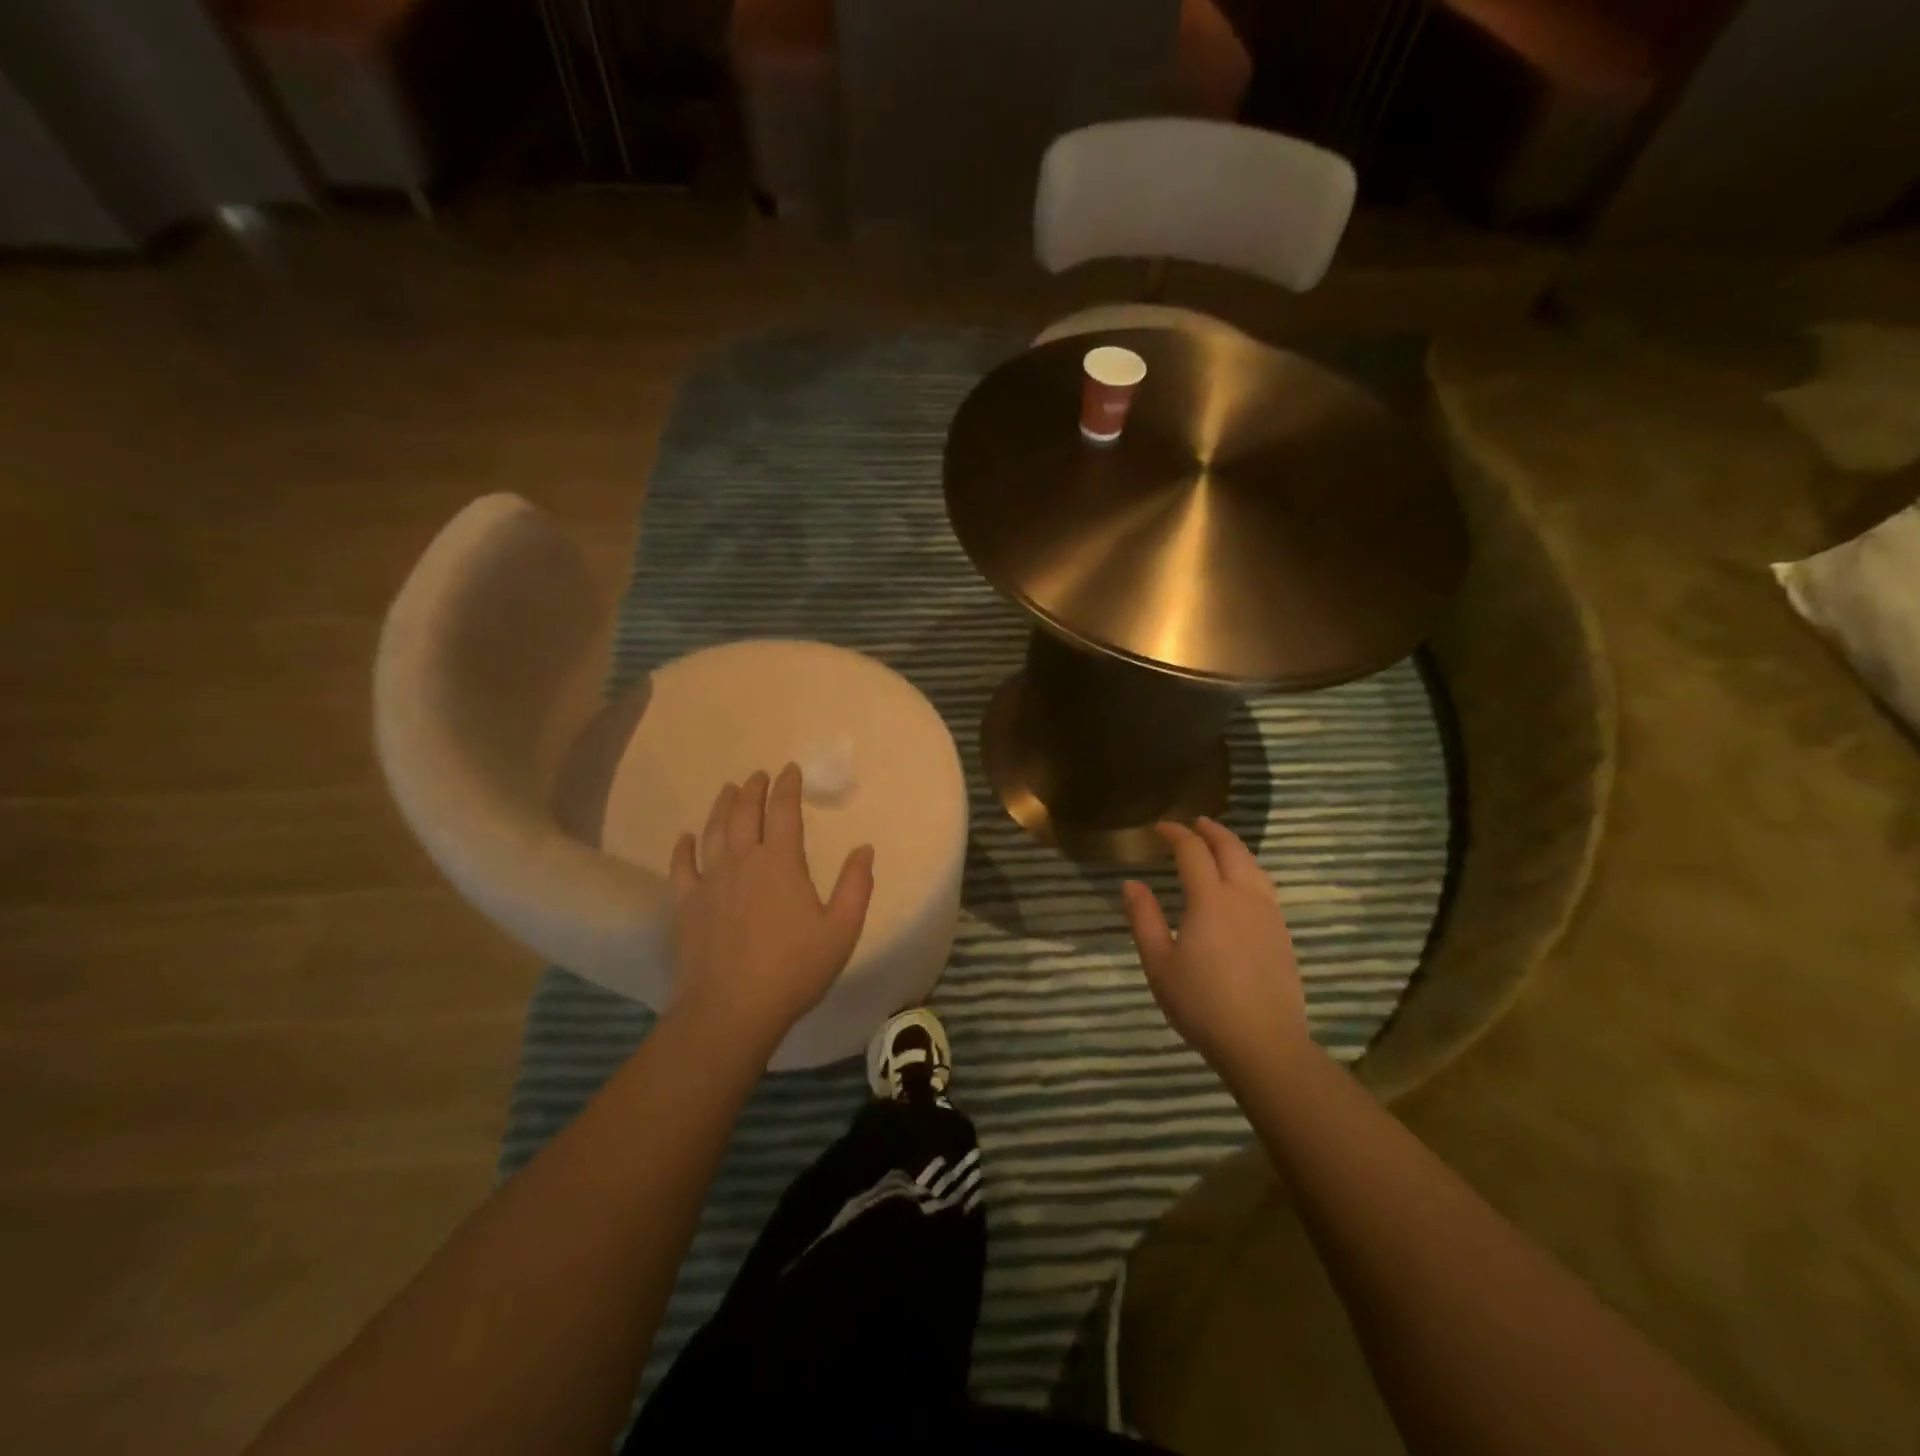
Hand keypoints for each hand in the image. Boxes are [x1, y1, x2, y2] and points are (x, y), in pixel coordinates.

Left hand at [668, 765, 874, 1058]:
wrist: (732, 1009)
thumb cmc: (794, 969)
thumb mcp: (842, 929)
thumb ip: (856, 886)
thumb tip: (864, 849)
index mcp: (781, 863)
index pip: (784, 811)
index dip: (788, 786)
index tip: (791, 770)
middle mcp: (743, 861)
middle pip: (744, 813)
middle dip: (753, 789)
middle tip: (758, 775)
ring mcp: (710, 882)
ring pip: (713, 832)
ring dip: (722, 807)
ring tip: (728, 790)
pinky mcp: (686, 905)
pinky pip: (681, 867)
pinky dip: (683, 848)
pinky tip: (685, 837)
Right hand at [1122, 818, 1307, 1077]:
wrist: (1264, 1043)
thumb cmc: (1202, 1004)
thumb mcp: (1159, 963)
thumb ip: (1144, 918)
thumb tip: (1131, 883)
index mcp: (1210, 899)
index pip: (1192, 851)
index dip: (1175, 834)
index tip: (1160, 828)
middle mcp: (1243, 896)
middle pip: (1230, 848)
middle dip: (1210, 830)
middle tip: (1194, 823)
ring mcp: (1268, 913)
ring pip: (1253, 864)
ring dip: (1233, 847)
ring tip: (1219, 844)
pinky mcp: (1282, 932)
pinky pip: (1265, 885)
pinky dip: (1249, 869)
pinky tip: (1243, 882)